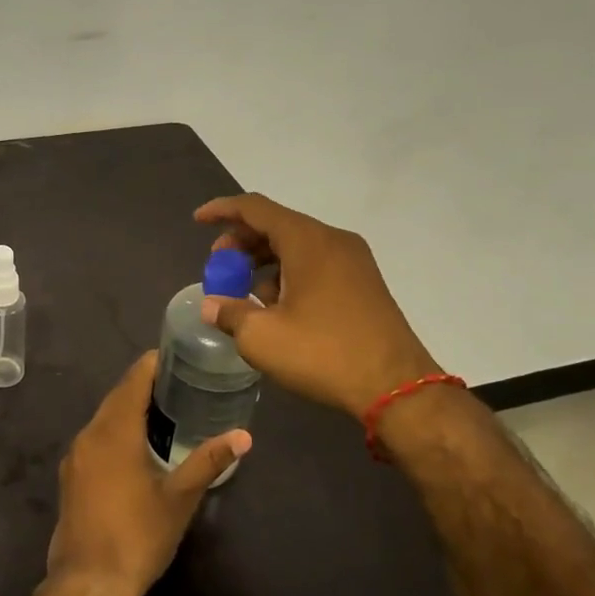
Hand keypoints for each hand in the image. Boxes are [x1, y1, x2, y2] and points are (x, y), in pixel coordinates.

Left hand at [46, 352, 249, 595]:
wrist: (88, 583)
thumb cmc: (138, 536)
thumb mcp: (179, 498)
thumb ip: (208, 461)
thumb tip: (243, 436)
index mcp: (114, 432)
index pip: (133, 381)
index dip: (153, 364)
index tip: (177, 355)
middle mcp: (89, 435)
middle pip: (117, 397)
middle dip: (144, 385)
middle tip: (179, 381)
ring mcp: (75, 456)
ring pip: (104, 418)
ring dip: (129, 409)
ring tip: (164, 409)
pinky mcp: (71, 476)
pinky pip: (95, 438)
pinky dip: (116, 430)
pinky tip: (137, 445)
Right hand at [194, 192, 440, 419]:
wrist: (396, 387)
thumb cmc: (323, 354)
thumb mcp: (262, 337)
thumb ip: (229, 313)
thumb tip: (211, 306)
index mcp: (307, 241)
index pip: (255, 208)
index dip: (222, 210)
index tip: (198, 221)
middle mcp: (333, 240)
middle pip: (277, 224)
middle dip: (241, 242)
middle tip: (219, 267)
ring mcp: (353, 261)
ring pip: (297, 245)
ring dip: (264, 261)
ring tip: (244, 292)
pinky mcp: (363, 283)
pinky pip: (316, 263)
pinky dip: (288, 273)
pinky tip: (276, 306)